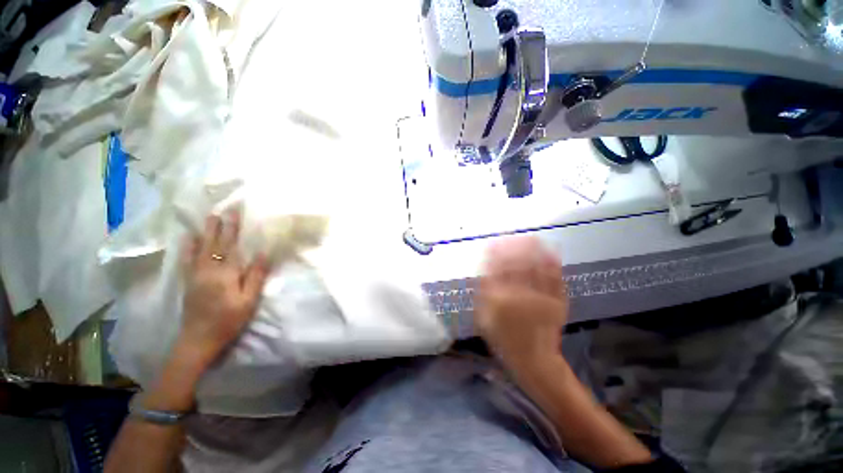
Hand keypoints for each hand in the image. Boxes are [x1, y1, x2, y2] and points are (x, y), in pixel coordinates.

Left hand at [176, 210, 269, 373]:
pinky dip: (188, 246)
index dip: (233, 228)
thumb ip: (255, 276)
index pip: (230, 245)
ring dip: (205, 231)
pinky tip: (189, 238)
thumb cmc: (229, 320)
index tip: (235, 212)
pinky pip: (188, 259)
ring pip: (200, 247)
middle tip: (222, 208)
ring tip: (208, 217)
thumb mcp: (249, 300)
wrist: (199, 339)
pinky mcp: (188, 281)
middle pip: (214, 243)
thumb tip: (263, 253)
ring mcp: (195, 274)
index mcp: (225, 273)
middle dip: (219, 224)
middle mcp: (207, 269)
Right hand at [476, 237, 568, 370]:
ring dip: (535, 251)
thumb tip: (483, 273)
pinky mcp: (557, 303)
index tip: (494, 243)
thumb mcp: (484, 320)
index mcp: (500, 300)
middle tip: (514, 235)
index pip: (496, 271)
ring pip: (537, 269)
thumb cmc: (504, 340)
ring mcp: (541, 299)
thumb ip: (483, 296)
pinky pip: (554, 280)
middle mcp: (520, 296)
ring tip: (532, 237)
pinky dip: (553, 265)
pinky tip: (551, 253)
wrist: (533, 361)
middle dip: (515, 248)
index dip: (496, 254)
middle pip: (517, 266)